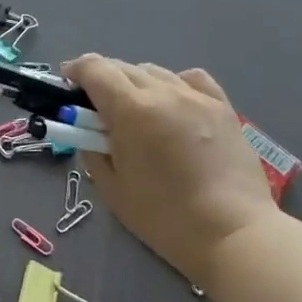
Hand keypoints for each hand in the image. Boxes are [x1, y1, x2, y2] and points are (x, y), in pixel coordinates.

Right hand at [62, 55, 280, 280]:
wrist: (233, 234)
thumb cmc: (165, 218)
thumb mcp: (112, 189)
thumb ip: (94, 151)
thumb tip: (90, 133)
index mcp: (130, 110)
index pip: (95, 69)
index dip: (75, 71)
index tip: (67, 85)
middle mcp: (162, 92)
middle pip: (122, 67)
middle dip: (102, 80)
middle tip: (96, 108)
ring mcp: (196, 97)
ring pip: (154, 71)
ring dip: (135, 82)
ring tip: (136, 110)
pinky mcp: (223, 107)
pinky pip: (191, 79)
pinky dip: (173, 84)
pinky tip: (173, 104)